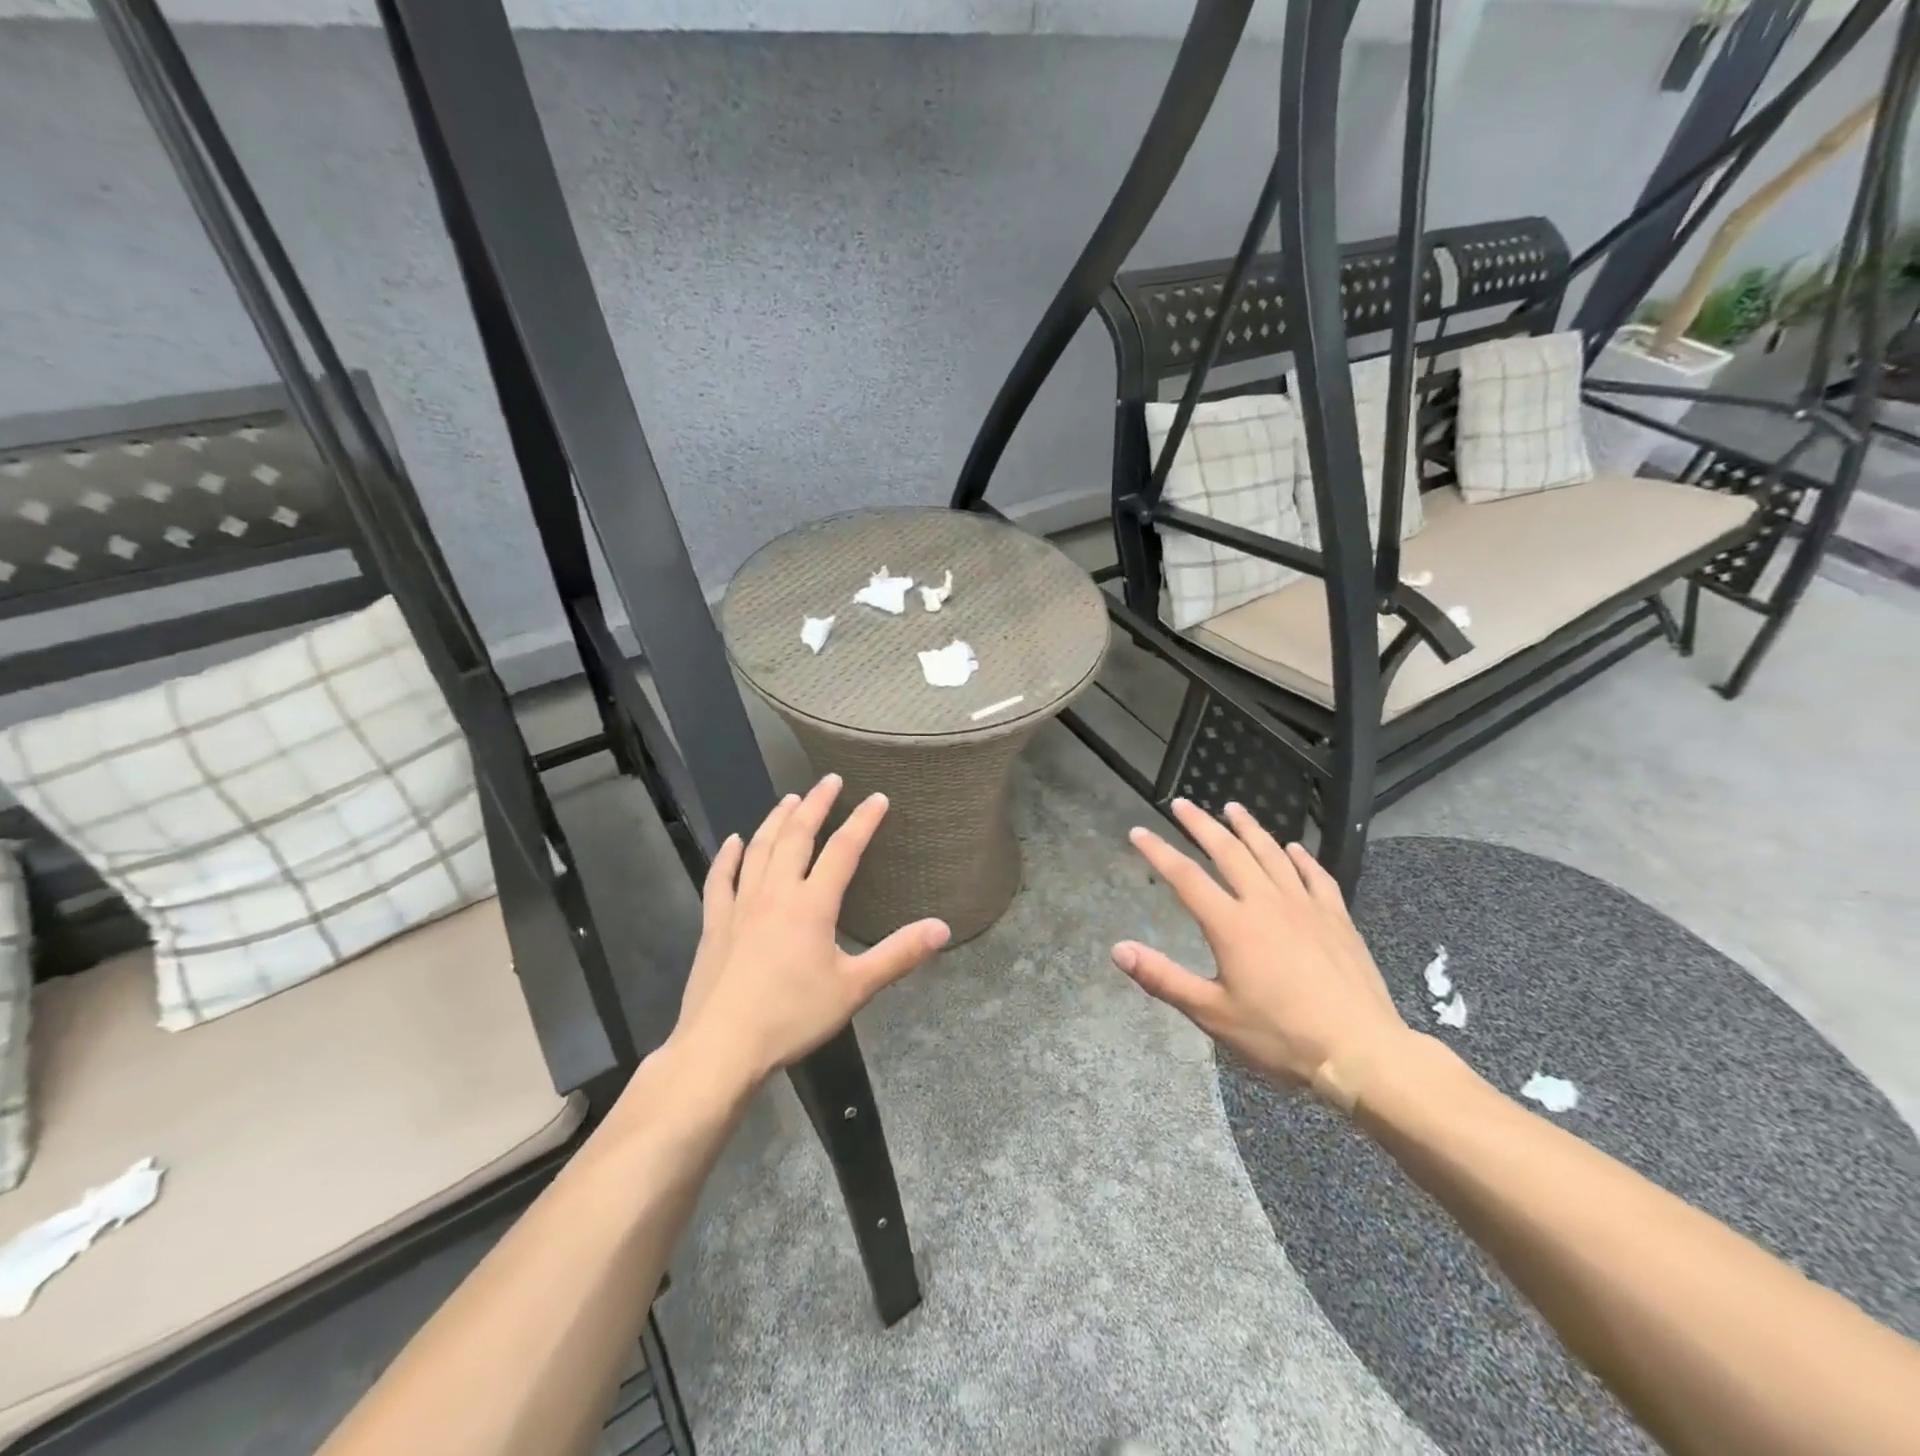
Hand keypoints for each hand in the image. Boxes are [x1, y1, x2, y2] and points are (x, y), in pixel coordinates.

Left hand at [672, 774, 950, 1086]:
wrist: (721, 1047)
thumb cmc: (792, 1017)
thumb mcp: (854, 989)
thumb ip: (898, 955)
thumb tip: (942, 927)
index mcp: (812, 905)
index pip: (844, 850)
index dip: (863, 821)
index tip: (878, 797)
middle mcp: (775, 893)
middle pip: (797, 836)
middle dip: (816, 805)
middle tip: (829, 781)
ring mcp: (740, 905)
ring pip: (759, 849)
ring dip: (776, 820)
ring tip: (790, 799)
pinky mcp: (714, 924)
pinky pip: (720, 879)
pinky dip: (728, 856)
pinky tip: (734, 841)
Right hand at [1112, 799, 1411, 1104]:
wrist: (1360, 1051)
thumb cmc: (1279, 1035)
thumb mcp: (1212, 1014)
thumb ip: (1163, 978)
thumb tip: (1118, 949)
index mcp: (1231, 925)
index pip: (1185, 877)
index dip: (1158, 852)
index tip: (1138, 832)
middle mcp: (1265, 903)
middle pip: (1228, 851)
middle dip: (1201, 824)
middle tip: (1183, 803)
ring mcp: (1305, 906)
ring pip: (1271, 853)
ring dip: (1249, 828)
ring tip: (1233, 808)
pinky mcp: (1337, 917)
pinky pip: (1316, 875)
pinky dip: (1300, 857)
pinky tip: (1293, 848)